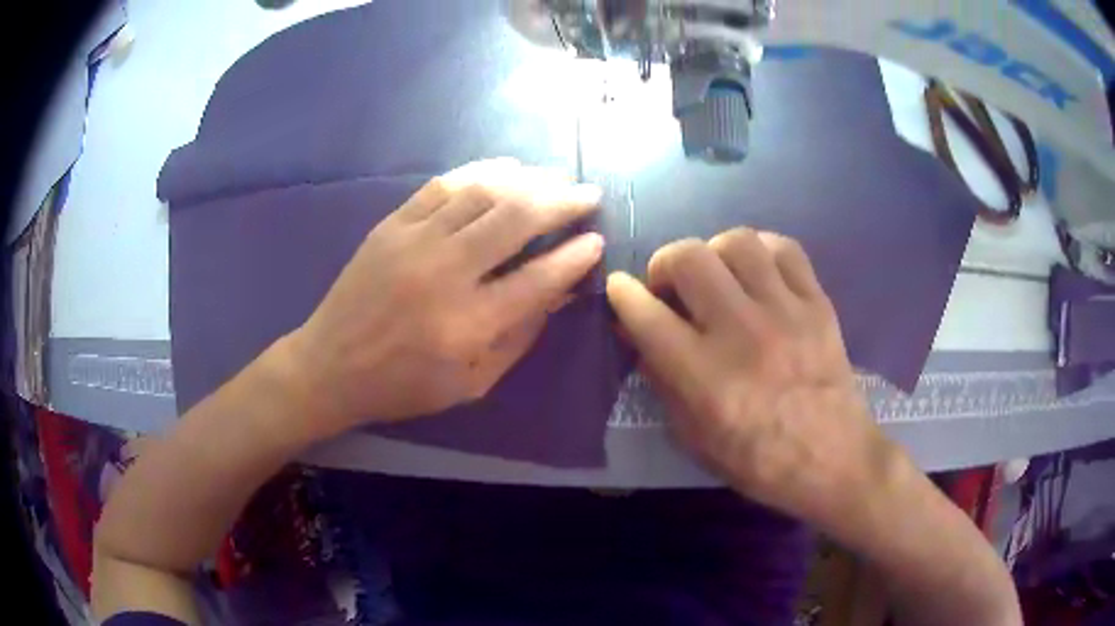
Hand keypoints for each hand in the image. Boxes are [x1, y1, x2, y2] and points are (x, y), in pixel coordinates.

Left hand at [284, 158, 602, 435]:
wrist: (330, 366)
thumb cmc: (402, 385)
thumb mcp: (470, 384)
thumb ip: (518, 338)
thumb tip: (559, 294)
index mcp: (467, 324)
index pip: (537, 280)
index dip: (573, 258)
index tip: (596, 241)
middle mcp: (445, 273)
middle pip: (515, 220)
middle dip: (560, 202)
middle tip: (587, 194)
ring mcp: (414, 241)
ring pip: (482, 193)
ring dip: (526, 180)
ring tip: (554, 176)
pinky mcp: (392, 225)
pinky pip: (442, 186)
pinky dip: (479, 172)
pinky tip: (504, 168)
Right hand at [606, 229, 895, 525]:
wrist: (833, 459)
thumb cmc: (758, 461)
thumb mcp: (693, 437)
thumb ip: (662, 381)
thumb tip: (637, 335)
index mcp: (704, 376)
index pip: (646, 315)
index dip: (622, 294)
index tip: (619, 288)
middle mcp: (741, 332)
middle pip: (689, 259)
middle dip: (665, 263)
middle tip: (670, 285)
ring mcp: (784, 312)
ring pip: (736, 242)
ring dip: (713, 252)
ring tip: (716, 275)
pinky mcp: (817, 303)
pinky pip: (785, 249)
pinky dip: (762, 251)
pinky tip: (757, 271)